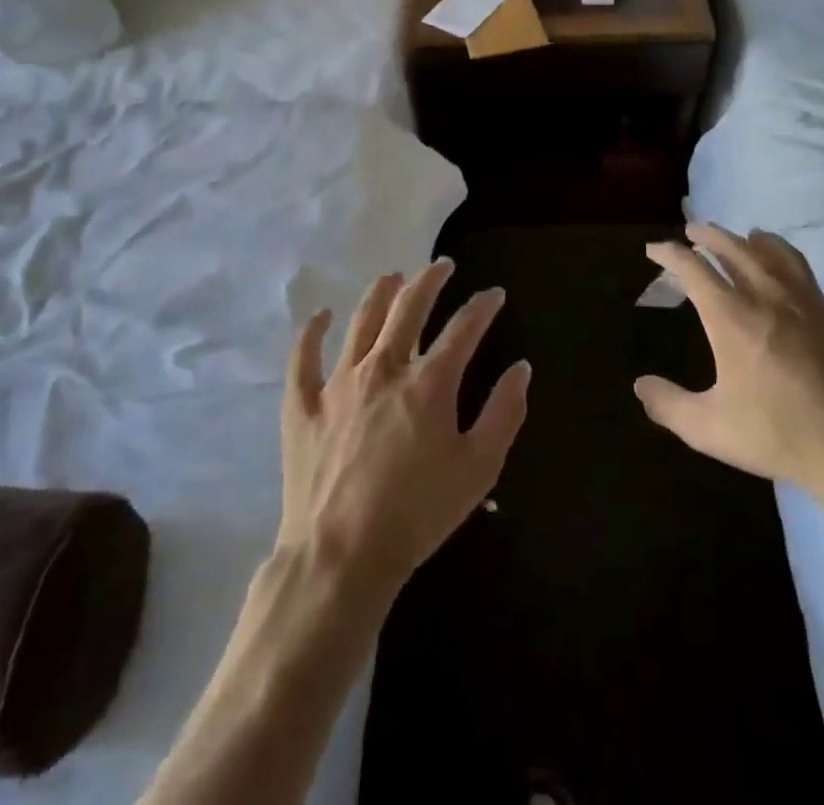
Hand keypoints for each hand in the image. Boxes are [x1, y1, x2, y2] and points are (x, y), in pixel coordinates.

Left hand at [279, 260, 531, 595]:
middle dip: (430, 280)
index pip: (463, 328)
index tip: (494, 294)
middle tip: (441, 266)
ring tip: (393, 276)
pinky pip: (303, 357)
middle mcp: (384, 368)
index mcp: (429, 382)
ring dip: (380, 293)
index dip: (482, 306)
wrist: (341, 556)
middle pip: (409, 307)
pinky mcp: (303, 405)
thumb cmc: (418, 514)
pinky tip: (320, 315)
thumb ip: (504, 413)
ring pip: (361, 320)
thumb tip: (520, 368)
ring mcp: (339, 382)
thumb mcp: (479, 469)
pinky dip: (312, 332)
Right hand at [635, 225, 823, 527]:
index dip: (670, 255)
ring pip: (788, 259)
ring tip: (755, 235)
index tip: (655, 248)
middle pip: (738, 252)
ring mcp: (819, 308)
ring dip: (767, 243)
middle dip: (713, 236)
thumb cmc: (779, 437)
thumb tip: (639, 386)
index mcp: (733, 317)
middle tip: (697, 229)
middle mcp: (772, 299)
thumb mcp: (709, 429)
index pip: (693, 270)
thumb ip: (670, 405)